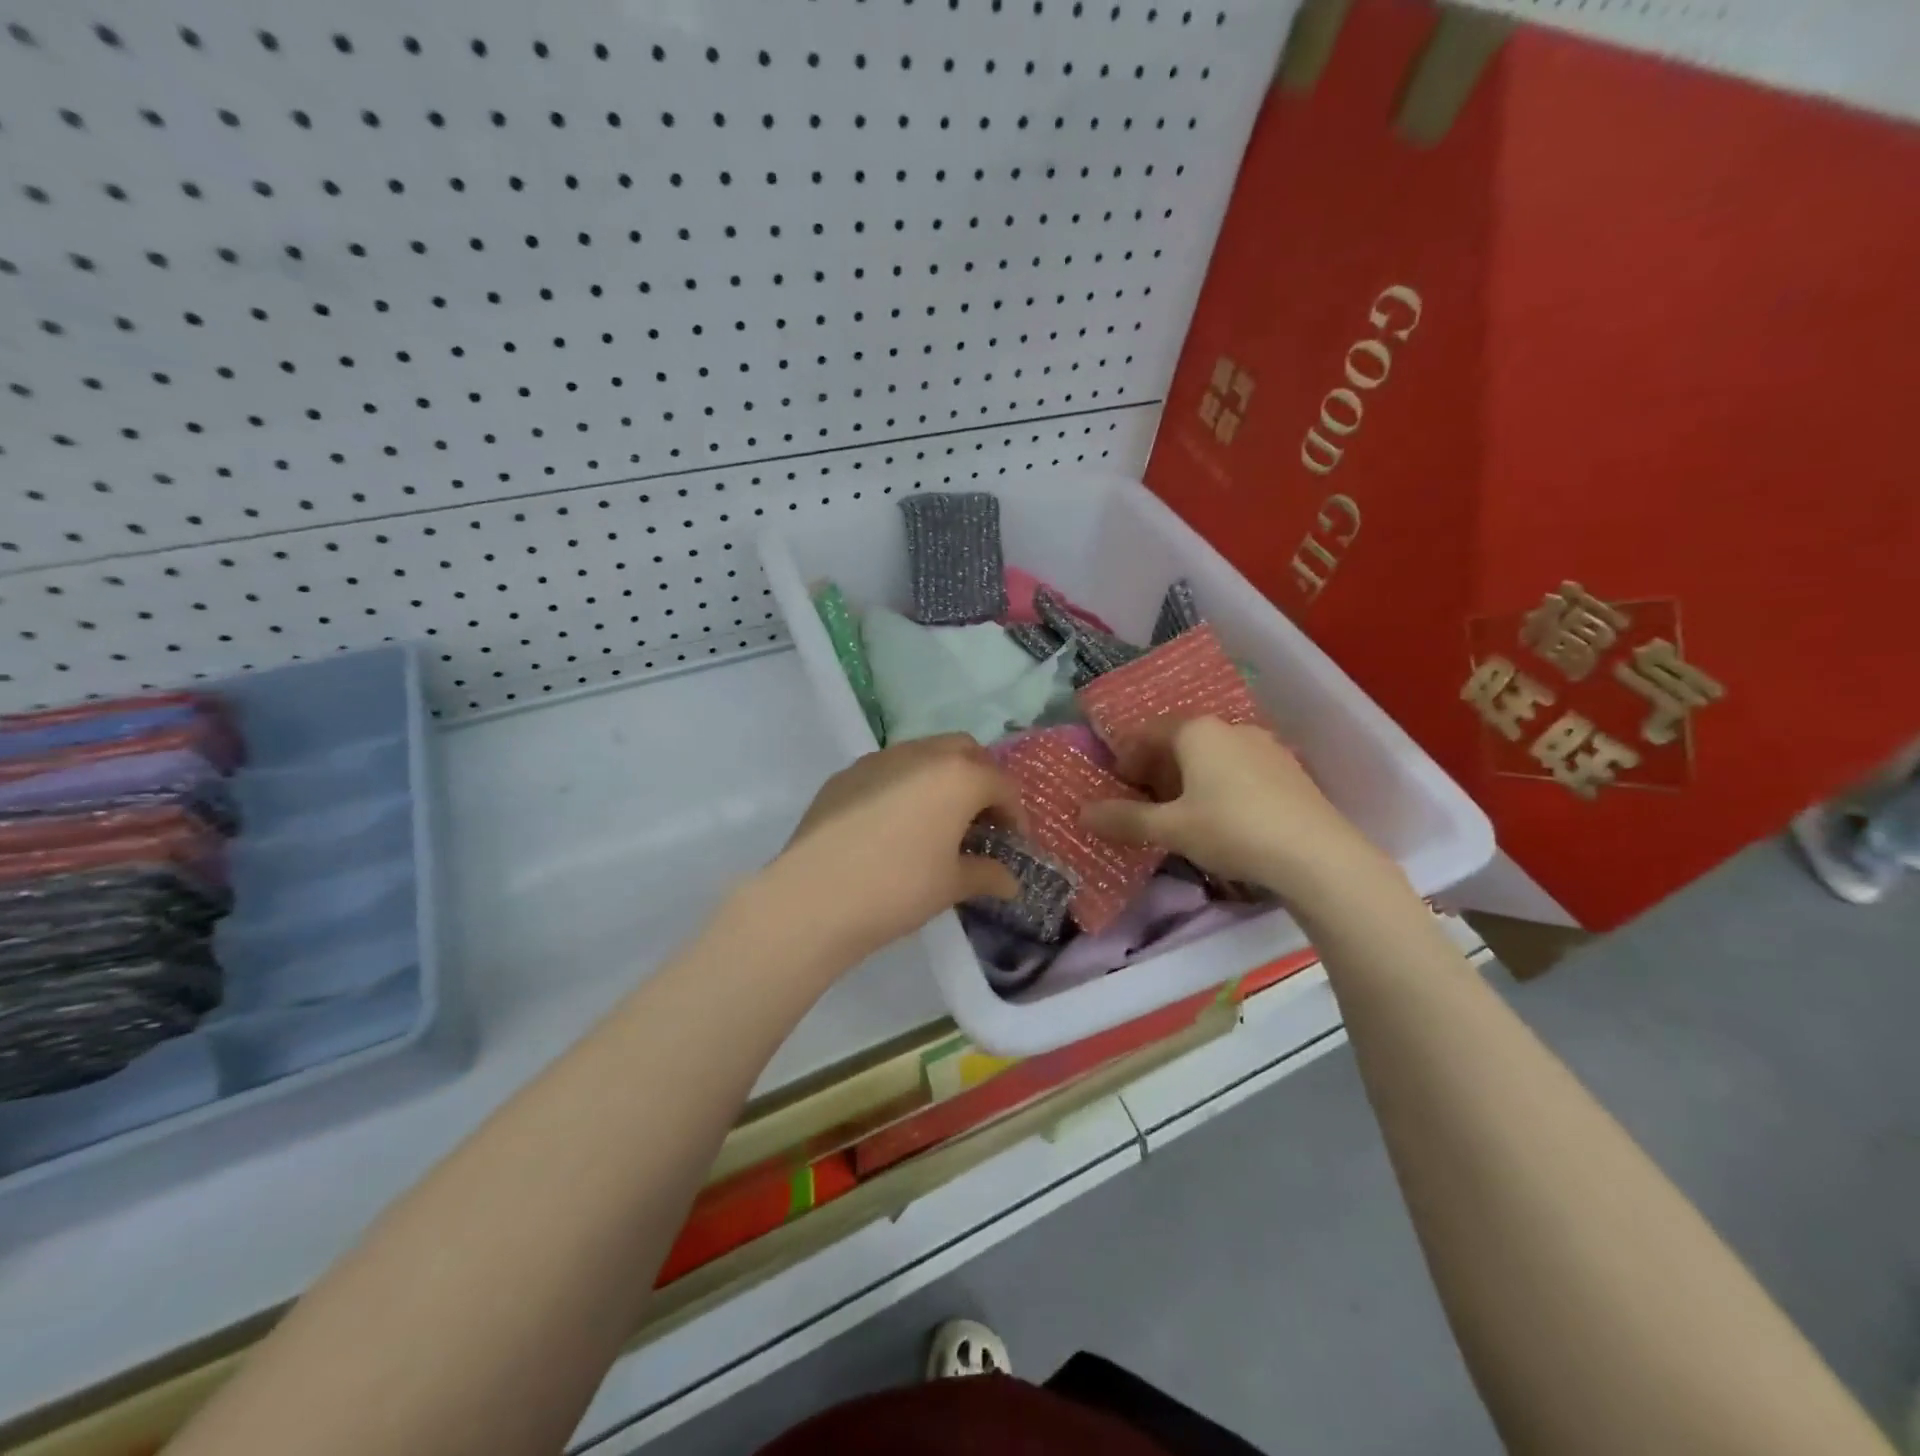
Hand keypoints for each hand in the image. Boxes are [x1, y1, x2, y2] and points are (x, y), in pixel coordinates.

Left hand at [768, 735, 1025, 966]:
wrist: (814, 897)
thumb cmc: (898, 888)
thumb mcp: (951, 885)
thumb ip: (987, 875)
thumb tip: (1011, 883)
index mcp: (958, 776)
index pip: (1001, 784)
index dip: (1014, 813)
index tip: (1013, 842)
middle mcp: (920, 754)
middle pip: (964, 751)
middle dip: (980, 779)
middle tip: (979, 820)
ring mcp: (877, 760)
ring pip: (923, 754)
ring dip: (940, 778)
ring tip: (937, 820)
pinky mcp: (844, 775)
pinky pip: (887, 770)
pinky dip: (904, 786)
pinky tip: (893, 825)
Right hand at [1080, 716, 1390, 905]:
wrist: (1317, 856)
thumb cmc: (1231, 829)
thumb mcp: (1170, 828)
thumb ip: (1125, 819)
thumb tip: (1082, 813)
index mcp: (1197, 732)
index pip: (1148, 733)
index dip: (1126, 757)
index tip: (1117, 785)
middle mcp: (1230, 728)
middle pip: (1180, 742)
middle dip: (1156, 769)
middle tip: (1144, 802)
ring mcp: (1265, 747)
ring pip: (1212, 756)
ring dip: (1188, 779)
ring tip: (1180, 814)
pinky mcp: (1289, 771)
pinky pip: (1239, 770)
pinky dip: (1219, 786)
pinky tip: (1222, 819)